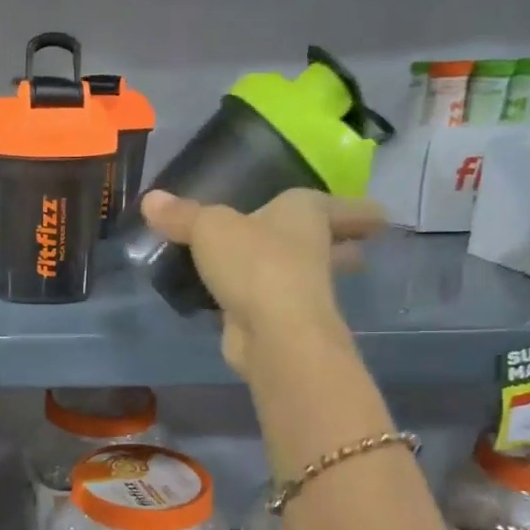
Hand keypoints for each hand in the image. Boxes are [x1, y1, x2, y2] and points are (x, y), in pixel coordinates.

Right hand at [140, 188, 381, 377]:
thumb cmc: (255, 261)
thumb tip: (150, 200)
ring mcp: (300, 290)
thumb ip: (182, 215)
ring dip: (296, 275)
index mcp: (307, 214)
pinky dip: (256, 300)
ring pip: (304, 277)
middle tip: (342, 245)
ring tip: (272, 268)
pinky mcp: (277, 321)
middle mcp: (312, 250)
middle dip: (342, 246)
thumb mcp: (209, 227)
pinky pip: (267, 302)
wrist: (272, 329)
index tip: (379, 218)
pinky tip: (235, 297)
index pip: (347, 208)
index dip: (360, 211)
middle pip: (338, 246)